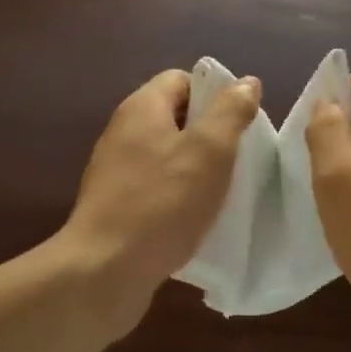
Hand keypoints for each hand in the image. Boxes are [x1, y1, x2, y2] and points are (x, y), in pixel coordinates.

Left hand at [57, 70, 261, 325]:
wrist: (103, 272)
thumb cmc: (162, 202)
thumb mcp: (210, 150)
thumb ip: (231, 111)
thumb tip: (247, 82)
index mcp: (142, 108)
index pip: (182, 80)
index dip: (213, 94)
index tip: (238, 124)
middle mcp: (123, 131)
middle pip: (175, 116)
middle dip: (208, 134)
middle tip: (237, 159)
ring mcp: (115, 169)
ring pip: (167, 154)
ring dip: (195, 168)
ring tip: (221, 191)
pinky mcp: (114, 204)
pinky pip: (155, 186)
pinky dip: (177, 196)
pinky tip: (194, 219)